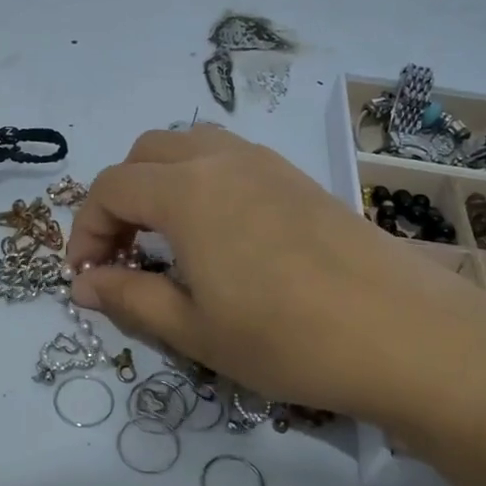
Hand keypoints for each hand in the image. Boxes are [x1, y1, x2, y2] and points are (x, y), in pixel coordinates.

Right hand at [65, 126, 485, 427]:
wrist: (403, 333)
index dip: (86, 229)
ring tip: (167, 240)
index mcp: (187, 190)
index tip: (87, 276)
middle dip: (119, 199)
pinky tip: (220, 236)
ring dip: (161, 183)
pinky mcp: (299, 178)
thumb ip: (128, 297)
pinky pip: (230, 160)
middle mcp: (222, 159)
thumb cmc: (285, 337)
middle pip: (146, 154)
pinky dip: (201, 183)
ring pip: (190, 147)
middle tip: (124, 255)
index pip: (111, 188)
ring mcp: (267, 163)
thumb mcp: (193, 329)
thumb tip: (81, 284)